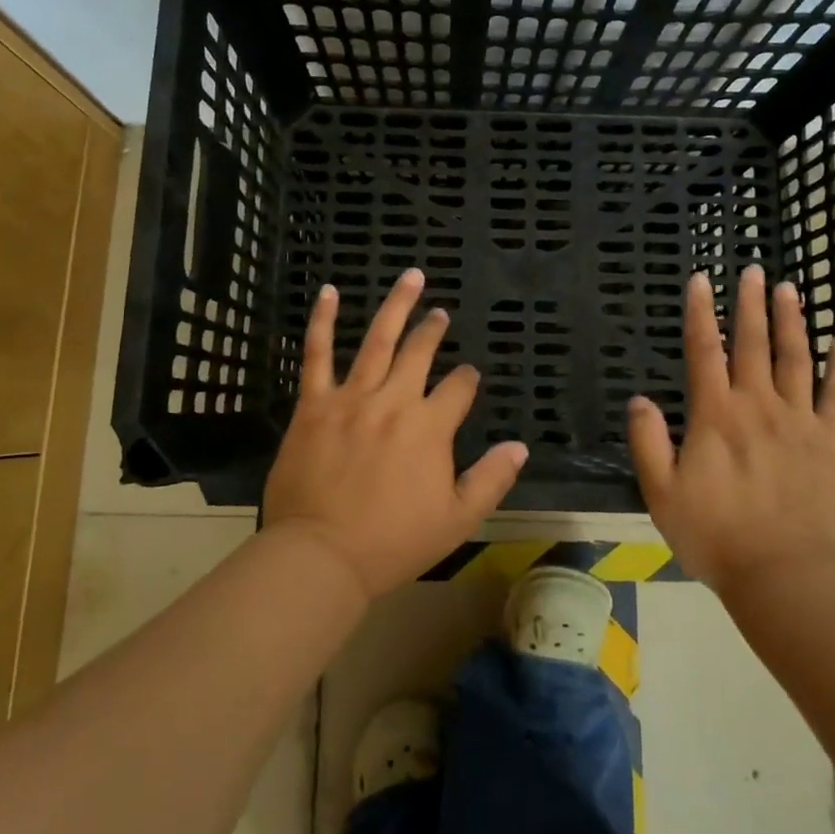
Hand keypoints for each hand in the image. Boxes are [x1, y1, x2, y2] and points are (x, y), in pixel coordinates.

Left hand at [263, 269, 528, 599]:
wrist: (321, 555)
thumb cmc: (393, 542)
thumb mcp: (457, 519)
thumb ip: (491, 480)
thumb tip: (520, 447)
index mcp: (430, 427)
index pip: (458, 389)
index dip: (466, 380)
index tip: (468, 378)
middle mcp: (394, 401)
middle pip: (420, 353)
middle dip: (434, 329)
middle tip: (439, 313)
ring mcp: (352, 398)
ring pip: (377, 340)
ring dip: (396, 306)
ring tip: (411, 278)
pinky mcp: (314, 404)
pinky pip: (317, 354)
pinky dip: (323, 321)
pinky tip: (329, 292)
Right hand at [627, 264, 834, 592]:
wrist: (784, 574)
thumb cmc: (715, 535)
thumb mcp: (661, 493)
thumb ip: (648, 442)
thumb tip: (640, 399)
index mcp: (714, 415)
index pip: (704, 351)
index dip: (701, 313)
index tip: (701, 280)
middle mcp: (757, 406)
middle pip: (752, 344)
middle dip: (750, 304)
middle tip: (753, 270)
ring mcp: (799, 422)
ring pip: (794, 360)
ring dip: (791, 322)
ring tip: (789, 289)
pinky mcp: (830, 444)